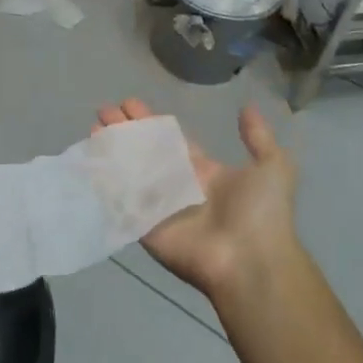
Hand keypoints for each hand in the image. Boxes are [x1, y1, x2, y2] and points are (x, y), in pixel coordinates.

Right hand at [95, 99, 300, 302]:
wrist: (252, 260)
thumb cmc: (262, 213)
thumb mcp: (273, 166)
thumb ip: (258, 137)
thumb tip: (247, 107)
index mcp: (203, 171)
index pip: (169, 141)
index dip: (150, 122)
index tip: (129, 103)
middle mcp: (178, 185)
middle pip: (144, 152)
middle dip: (125, 130)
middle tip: (104, 110)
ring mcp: (158, 206)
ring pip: (129, 172)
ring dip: (111, 150)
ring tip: (93, 126)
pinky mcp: (144, 226)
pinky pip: (121, 200)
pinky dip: (105, 182)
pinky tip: (90, 159)